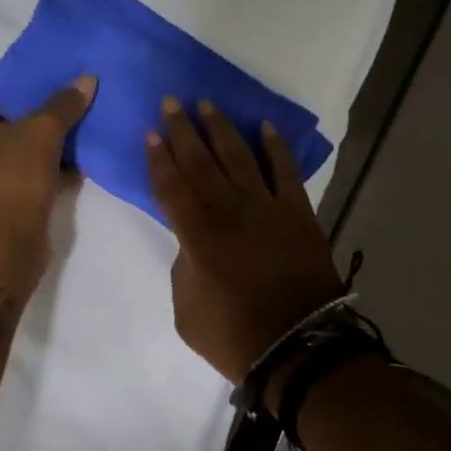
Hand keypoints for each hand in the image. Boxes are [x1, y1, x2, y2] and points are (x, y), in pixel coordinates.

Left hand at [0, 76, 95, 278]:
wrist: (3, 247)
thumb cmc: (11, 178)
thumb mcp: (42, 132)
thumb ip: (64, 104)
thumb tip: (86, 78)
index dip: (2, 82)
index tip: (34, 79)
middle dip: (27, 110)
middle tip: (59, 98)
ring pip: (12, 148)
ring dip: (39, 139)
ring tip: (73, 124)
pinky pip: (23, 173)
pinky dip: (44, 166)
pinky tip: (75, 161)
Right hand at [146, 98, 343, 383]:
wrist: (300, 348)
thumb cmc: (236, 336)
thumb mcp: (186, 311)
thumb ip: (183, 268)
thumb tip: (192, 243)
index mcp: (197, 234)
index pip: (170, 185)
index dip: (158, 158)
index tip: (150, 133)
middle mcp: (229, 209)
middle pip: (200, 161)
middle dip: (182, 130)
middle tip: (171, 102)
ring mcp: (266, 206)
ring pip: (238, 156)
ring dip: (221, 128)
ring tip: (207, 104)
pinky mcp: (297, 211)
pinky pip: (285, 170)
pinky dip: (276, 147)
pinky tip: (265, 127)